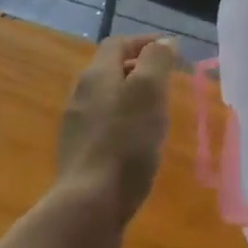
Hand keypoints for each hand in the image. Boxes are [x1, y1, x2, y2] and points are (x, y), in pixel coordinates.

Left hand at [55, 35, 177, 231]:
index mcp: (95, 75)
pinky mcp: (80, 156)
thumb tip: (163, 43)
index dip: (145, 42)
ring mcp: (76, 128)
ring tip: (159, 112)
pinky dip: (125, 123)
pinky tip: (140, 143)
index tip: (172, 51)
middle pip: (110, 70)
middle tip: (169, 81)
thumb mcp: (149, 91)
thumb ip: (157, 60)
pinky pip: (105, 126)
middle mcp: (80, 96)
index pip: (118, 43)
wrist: (89, 206)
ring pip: (108, 99)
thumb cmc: (125, 141)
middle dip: (140, 70)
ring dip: (133, 98)